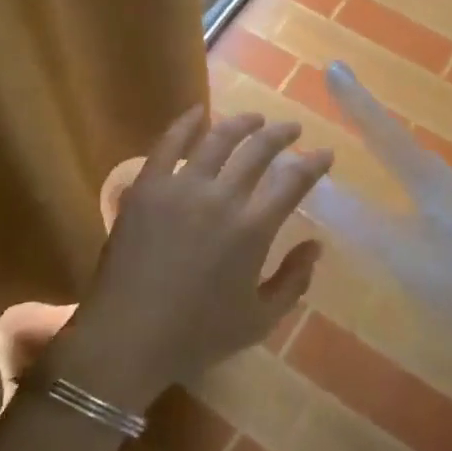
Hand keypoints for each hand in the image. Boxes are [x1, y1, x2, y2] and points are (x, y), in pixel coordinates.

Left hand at [47, 107, 330, 410]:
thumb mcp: (259, 321)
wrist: (127, 338)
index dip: (314, 163)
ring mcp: (181, 187)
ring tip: (254, 119)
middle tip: (291, 129)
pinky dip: (186, 123)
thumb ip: (293, 282)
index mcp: (252, 229)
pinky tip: (198, 112)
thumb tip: (316, 246)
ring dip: (242, 123)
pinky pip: (169, 143)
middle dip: (282, 134)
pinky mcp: (148, 186)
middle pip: (259, 150)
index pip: (293, 181)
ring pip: (219, 138)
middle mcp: (222, 198)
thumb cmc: (196, 335)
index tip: (324, 154)